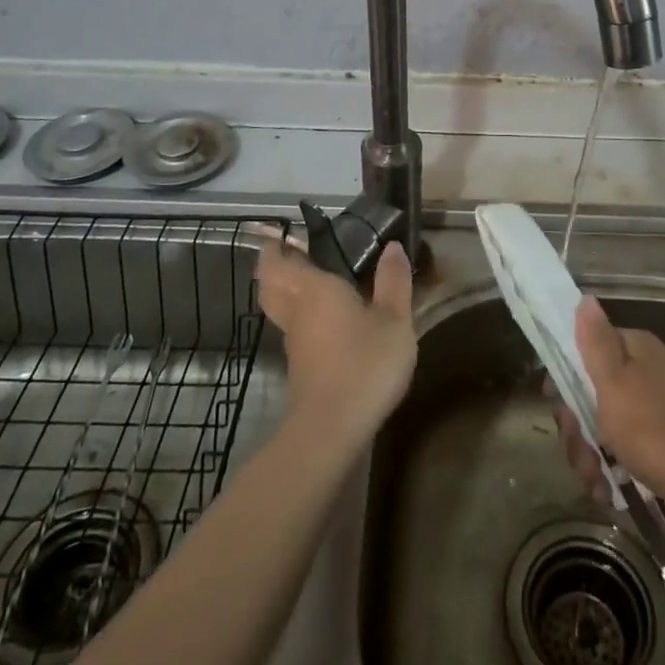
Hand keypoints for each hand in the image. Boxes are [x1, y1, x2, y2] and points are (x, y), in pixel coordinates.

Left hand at [256, 238, 417, 447]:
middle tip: (293, 255)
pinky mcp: (300, 368)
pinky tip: (327, 324)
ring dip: (287, 294)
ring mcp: (294, 343)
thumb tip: (391, 247)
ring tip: (313, 285)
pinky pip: (294, 331)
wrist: (332, 429)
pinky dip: (302, 320)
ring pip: (280, 309)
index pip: (279, 261)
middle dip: (274, 269)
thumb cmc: (364, 363)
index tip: (284, 234)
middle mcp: (296, 311)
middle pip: (270, 285)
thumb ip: (393, 281)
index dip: (276, 247)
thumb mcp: (394, 319)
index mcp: (313, 288)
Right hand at [552, 296, 664, 544]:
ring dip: (591, 456)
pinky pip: (624, 453)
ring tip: (595, 481)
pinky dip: (612, 472)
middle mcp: (647, 375)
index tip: (555, 402)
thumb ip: (594, 341)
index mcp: (636, 350)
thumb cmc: (653, 430)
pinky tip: (609, 493)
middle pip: (592, 392)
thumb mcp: (613, 382)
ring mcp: (657, 413)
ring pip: (604, 427)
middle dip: (577, 426)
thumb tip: (586, 297)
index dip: (565, 374)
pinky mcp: (664, 450)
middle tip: (579, 450)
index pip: (588, 349)